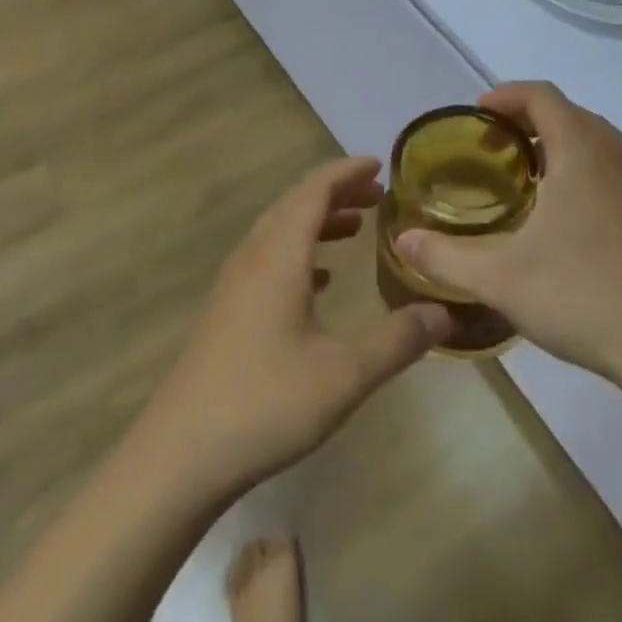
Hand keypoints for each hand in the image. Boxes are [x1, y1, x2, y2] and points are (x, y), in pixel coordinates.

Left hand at [144, 157, 450, 500]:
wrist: (178, 456)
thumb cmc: (265, 404)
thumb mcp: (345, 375)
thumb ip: (398, 341)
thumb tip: (444, 314)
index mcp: (279, 256)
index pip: (315, 190)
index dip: (348, 172)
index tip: (381, 165)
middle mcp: (253, 258)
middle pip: (296, 204)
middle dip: (337, 193)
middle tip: (378, 196)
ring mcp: (234, 285)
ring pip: (279, 232)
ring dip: (317, 222)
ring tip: (355, 229)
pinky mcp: (226, 312)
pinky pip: (268, 260)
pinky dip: (299, 253)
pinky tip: (319, 280)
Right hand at [393, 82, 621, 384]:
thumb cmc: (583, 296)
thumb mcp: (501, 279)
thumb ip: (445, 257)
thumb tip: (403, 239)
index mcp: (582, 149)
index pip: (540, 95)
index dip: (505, 96)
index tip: (477, 114)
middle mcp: (620, 151)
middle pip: (569, 115)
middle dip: (528, 123)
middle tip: (495, 153)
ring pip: (598, 144)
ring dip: (561, 150)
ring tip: (532, 185)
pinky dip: (591, 176)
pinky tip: (578, 224)